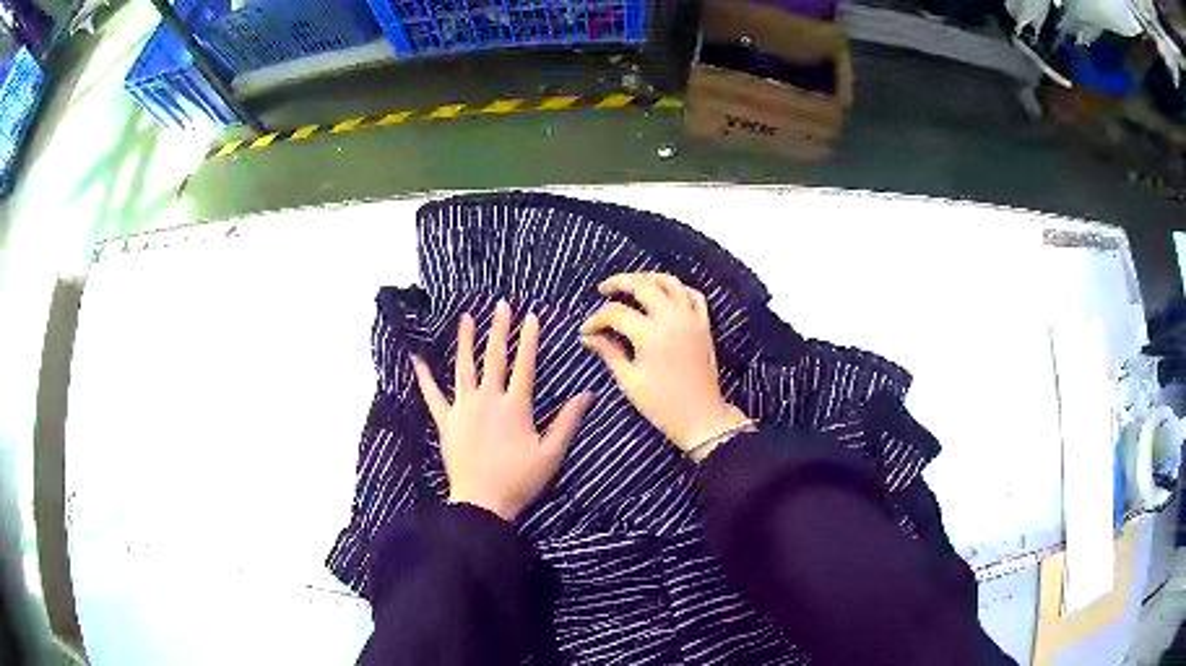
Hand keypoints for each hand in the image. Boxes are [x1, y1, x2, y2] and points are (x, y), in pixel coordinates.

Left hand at [411, 301, 592, 520]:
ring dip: (465, 341)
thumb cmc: (519, 480)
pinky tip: (416, 358)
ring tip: (465, 317)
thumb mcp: (551, 454)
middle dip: (499, 329)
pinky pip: (432, 394)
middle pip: (494, 358)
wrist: (482, 502)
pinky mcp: (446, 421)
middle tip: (501, 304)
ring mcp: (464, 408)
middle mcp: (488, 399)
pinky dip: (424, 376)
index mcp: (515, 406)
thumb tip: (588, 394)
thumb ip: (568, 422)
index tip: (531, 316)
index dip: (529, 339)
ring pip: (464, 367)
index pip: (525, 364)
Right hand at [580, 273, 750, 460]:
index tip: (587, 330)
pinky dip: (677, 289)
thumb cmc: (661, 404)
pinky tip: (665, 294)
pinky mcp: (703, 325)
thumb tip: (590, 337)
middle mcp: (671, 319)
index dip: (597, 319)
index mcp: (650, 334)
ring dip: (648, 278)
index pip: (616, 313)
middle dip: (619, 282)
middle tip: (604, 288)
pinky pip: (692, 294)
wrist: (700, 416)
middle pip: (643, 285)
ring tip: (632, 284)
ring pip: (669, 282)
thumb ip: (609, 352)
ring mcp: (690, 319)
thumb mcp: (629, 380)